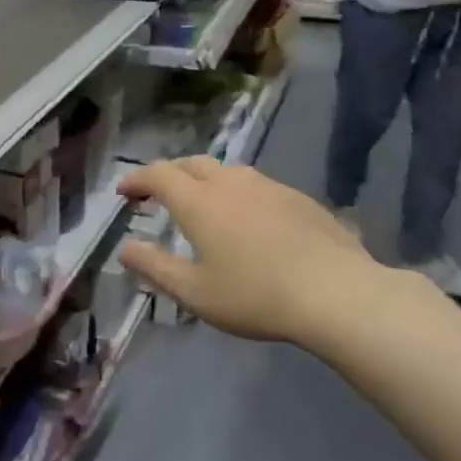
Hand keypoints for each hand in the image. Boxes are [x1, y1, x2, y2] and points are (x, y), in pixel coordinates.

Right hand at [115, 158, 395, 352]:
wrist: (337, 293)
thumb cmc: (255, 296)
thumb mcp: (194, 292)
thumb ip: (154, 266)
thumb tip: (125, 247)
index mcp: (199, 202)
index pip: (158, 175)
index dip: (137, 179)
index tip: (124, 191)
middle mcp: (231, 183)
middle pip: (192, 164)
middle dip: (169, 174)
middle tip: (157, 194)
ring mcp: (269, 186)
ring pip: (227, 171)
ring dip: (204, 181)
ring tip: (201, 204)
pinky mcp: (298, 198)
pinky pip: (256, 185)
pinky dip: (236, 193)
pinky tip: (247, 220)